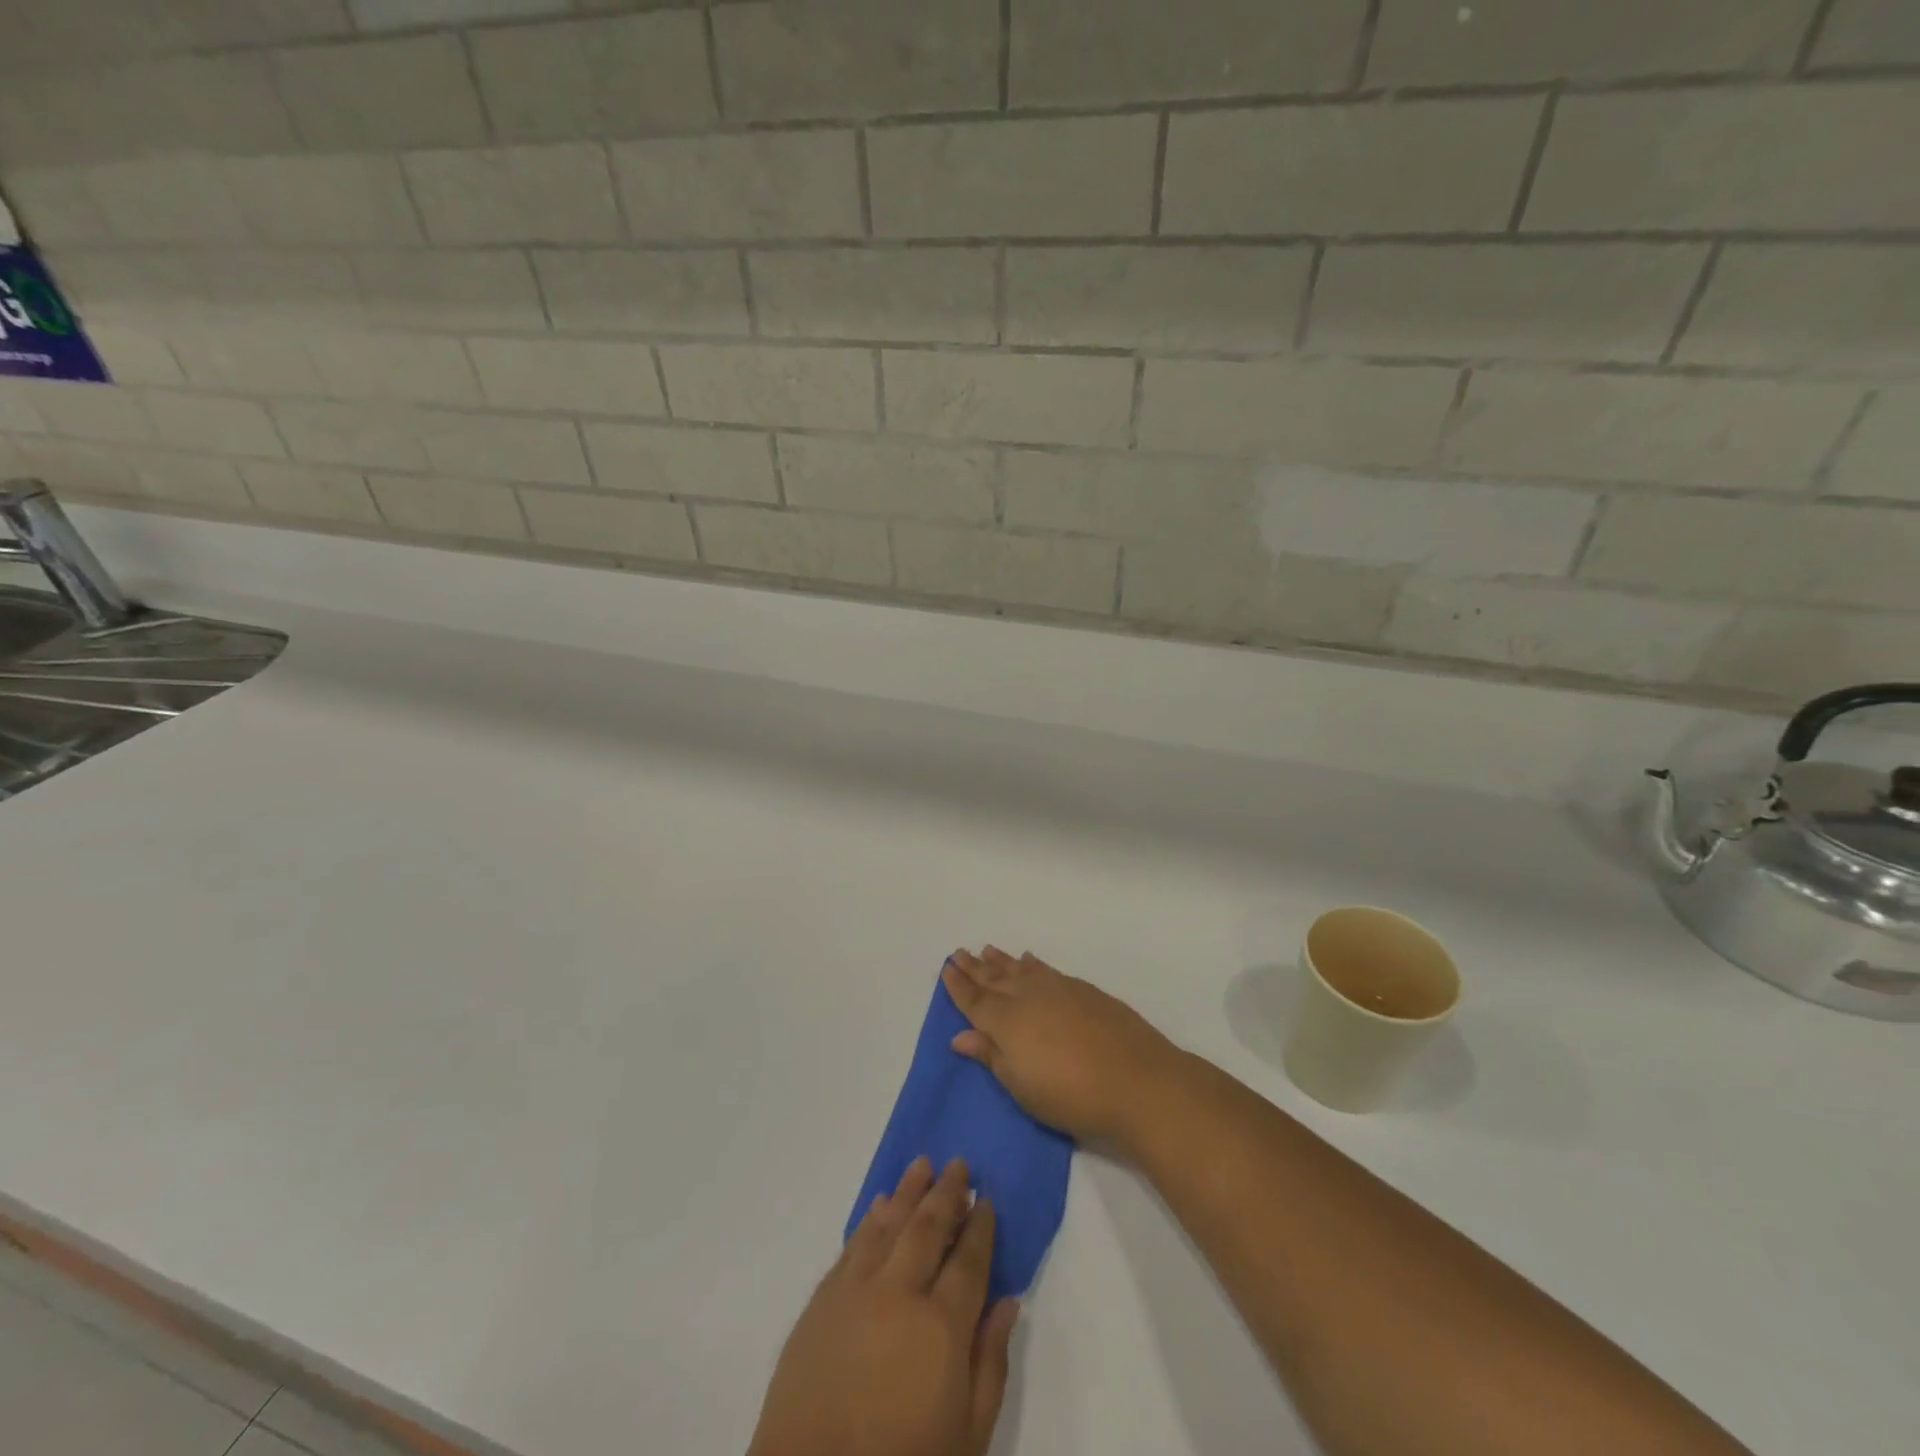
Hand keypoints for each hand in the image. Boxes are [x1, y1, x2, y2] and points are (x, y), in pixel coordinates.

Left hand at [749, 1156, 1018, 1455]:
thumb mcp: (968, 1435)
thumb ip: (990, 1364)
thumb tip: (1007, 1302)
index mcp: (941, 1326)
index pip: (968, 1260)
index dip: (980, 1227)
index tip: (987, 1199)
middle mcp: (899, 1293)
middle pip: (927, 1228)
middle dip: (946, 1193)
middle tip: (959, 1164)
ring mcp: (855, 1292)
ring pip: (887, 1225)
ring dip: (907, 1191)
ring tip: (922, 1164)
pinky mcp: (821, 1302)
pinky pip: (851, 1246)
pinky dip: (869, 1221)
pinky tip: (879, 1204)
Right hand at [943, 947, 1185, 1145]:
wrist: (1136, 1080)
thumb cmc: (1070, 1095)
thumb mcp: (1021, 1085)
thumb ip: (990, 1056)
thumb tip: (959, 1036)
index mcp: (1006, 1021)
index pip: (974, 1000)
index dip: (958, 986)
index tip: (946, 968)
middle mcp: (1028, 996)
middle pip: (994, 979)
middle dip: (975, 967)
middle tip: (959, 952)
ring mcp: (1058, 989)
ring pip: (1021, 969)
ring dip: (1002, 960)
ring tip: (987, 950)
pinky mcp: (1084, 990)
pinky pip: (1047, 969)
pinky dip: (1033, 964)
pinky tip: (1030, 960)